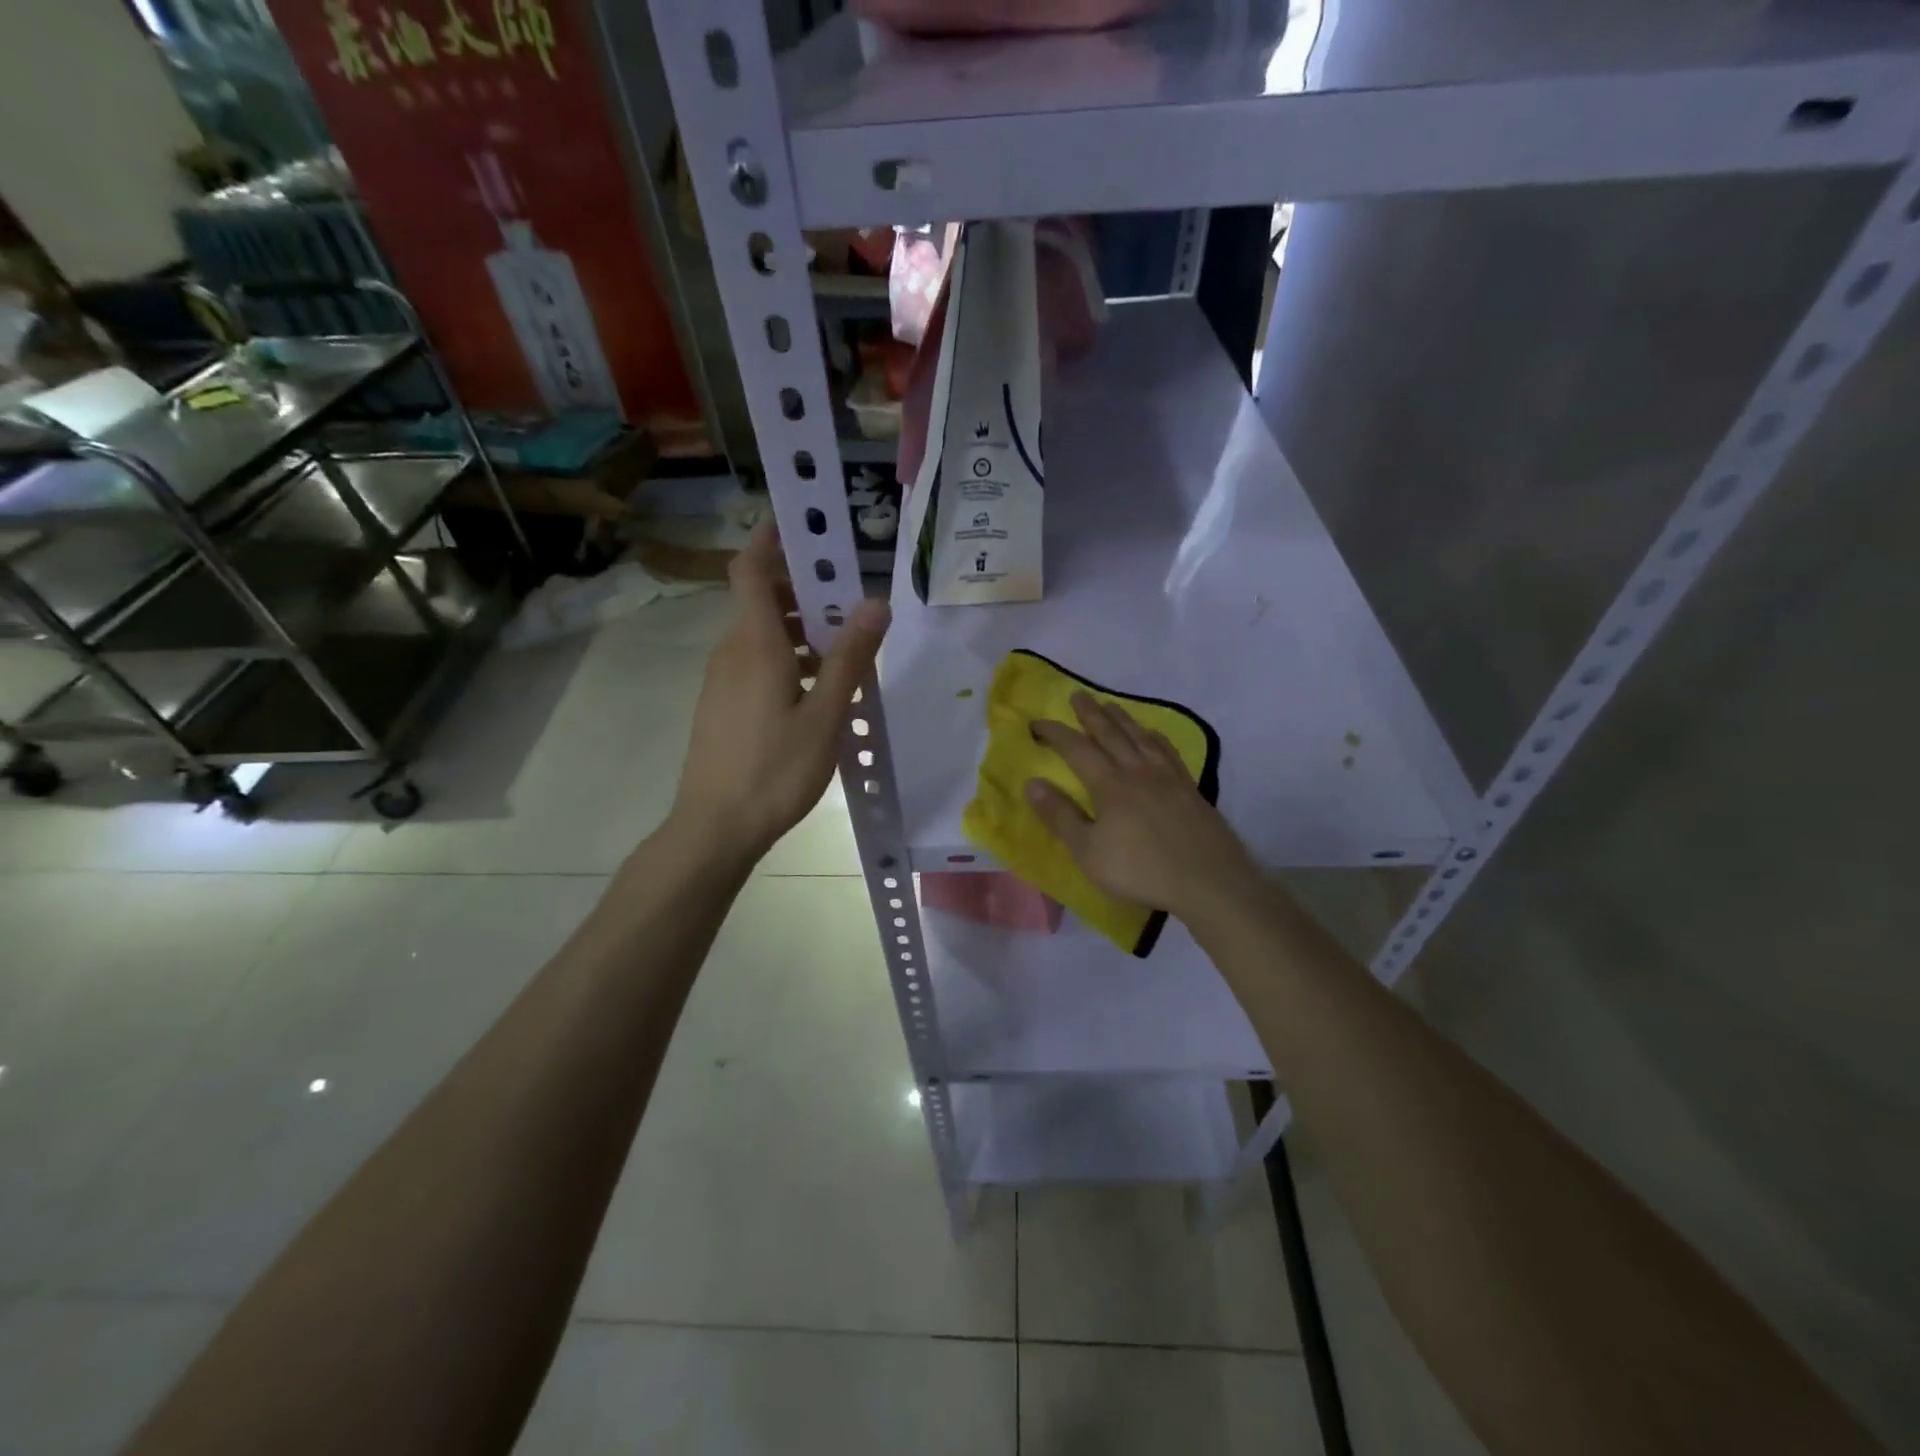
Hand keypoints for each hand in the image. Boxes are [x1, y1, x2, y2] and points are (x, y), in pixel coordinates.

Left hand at [671, 522, 887, 861]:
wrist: (714, 828)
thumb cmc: (773, 771)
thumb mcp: (824, 716)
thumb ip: (849, 658)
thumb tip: (875, 603)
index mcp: (754, 645)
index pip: (751, 570)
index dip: (771, 539)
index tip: (803, 523)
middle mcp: (732, 652)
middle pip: (762, 601)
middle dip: (805, 591)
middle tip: (852, 602)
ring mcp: (721, 680)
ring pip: (761, 636)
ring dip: (800, 631)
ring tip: (845, 652)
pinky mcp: (721, 705)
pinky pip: (755, 663)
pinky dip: (786, 659)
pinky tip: (816, 691)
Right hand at [1025, 692, 1259, 922]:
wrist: (1208, 881)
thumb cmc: (1140, 871)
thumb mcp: (1088, 851)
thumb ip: (1060, 816)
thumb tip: (1032, 782)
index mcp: (1110, 785)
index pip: (1077, 749)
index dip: (1056, 733)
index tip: (1037, 722)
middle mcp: (1138, 771)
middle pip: (1111, 734)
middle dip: (1091, 714)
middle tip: (1078, 694)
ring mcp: (1168, 777)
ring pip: (1141, 737)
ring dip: (1123, 719)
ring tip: (1111, 705)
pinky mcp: (1190, 789)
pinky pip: (1168, 751)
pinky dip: (1155, 737)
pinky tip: (1154, 735)